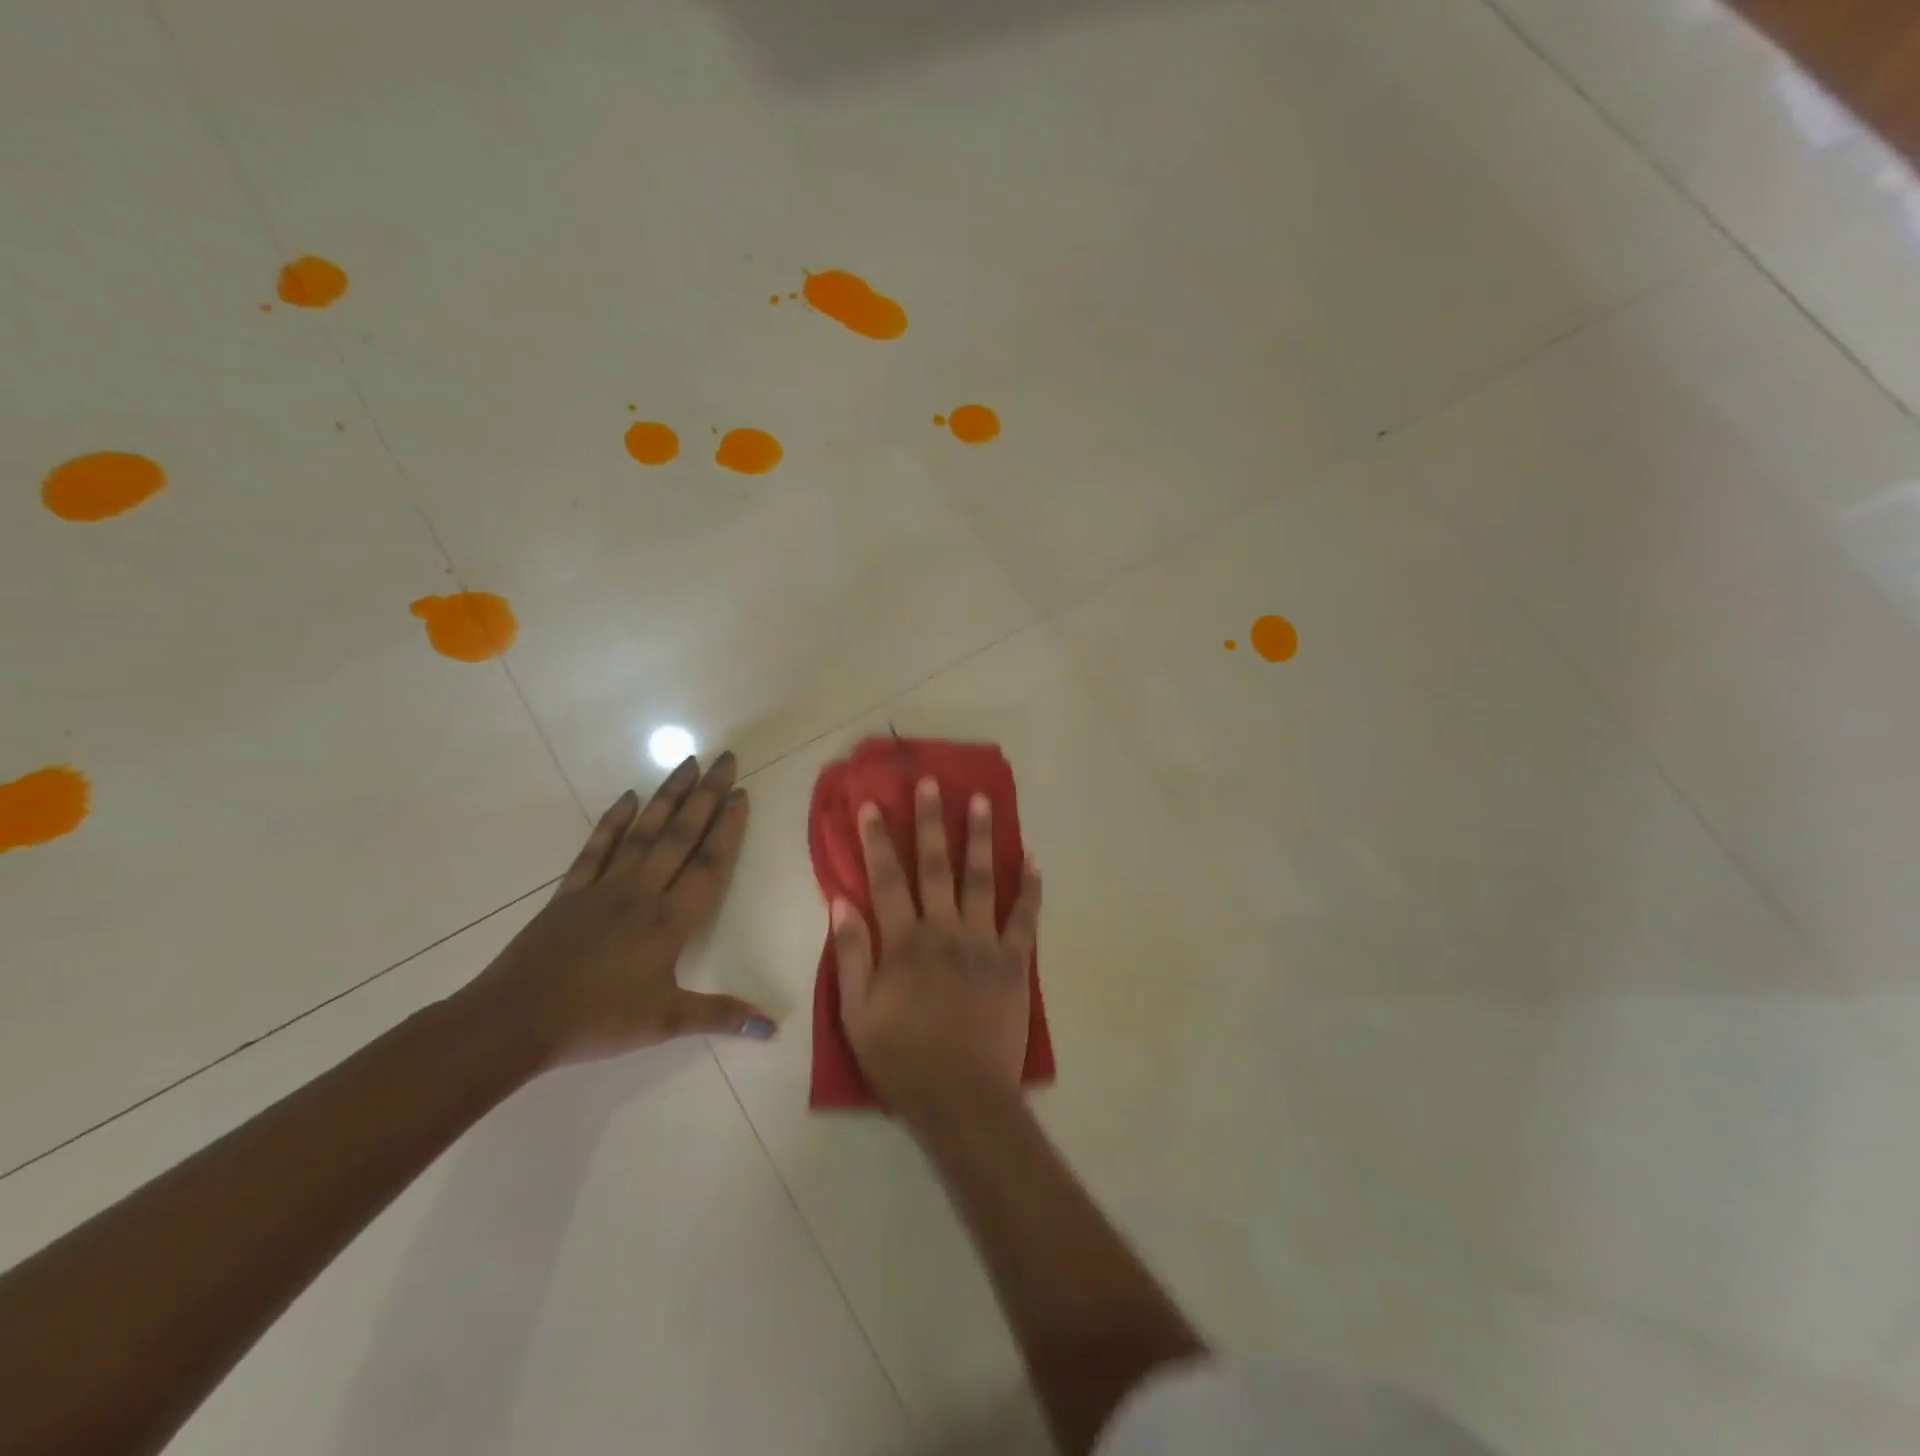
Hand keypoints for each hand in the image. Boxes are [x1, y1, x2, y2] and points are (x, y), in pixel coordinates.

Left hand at [458, 752, 775, 1069]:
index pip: (709, 865)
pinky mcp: (571, 891)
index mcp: (669, 921)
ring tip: (688, 762)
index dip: (728, 828)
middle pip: (681, 836)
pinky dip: (614, 820)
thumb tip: (772, 1027)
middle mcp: (642, 892)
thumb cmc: (596, 1021)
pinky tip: (629, 796)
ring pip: (644, 832)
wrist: (515, 1021)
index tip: (741, 795)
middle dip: (706, 796)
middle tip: (725, 760)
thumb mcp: (665, 1023)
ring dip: (668, 796)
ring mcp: (604, 887)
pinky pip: (597, 847)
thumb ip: (721, 1016)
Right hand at [835, 777, 1041, 1122]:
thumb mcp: (856, 1014)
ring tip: (982, 802)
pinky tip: (1034, 860)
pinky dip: (1031, 888)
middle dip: (930, 821)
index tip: (873, 805)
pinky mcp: (1014, 961)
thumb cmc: (902, 1059)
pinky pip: (1025, 918)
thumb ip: (851, 954)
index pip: (886, 879)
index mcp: (904, 942)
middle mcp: (944, 930)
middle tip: (932, 783)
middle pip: (934, 866)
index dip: (877, 840)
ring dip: (980, 838)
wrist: (962, 1098)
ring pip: (981, 879)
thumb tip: (842, 902)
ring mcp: (983, 943)